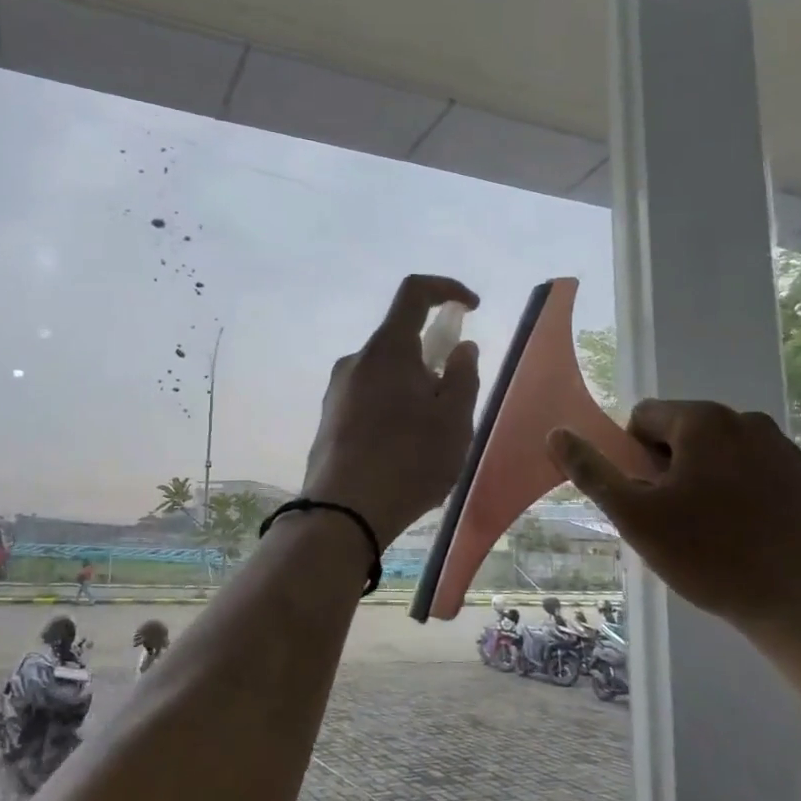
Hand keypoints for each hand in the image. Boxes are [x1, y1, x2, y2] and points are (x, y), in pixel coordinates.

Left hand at [301, 275, 479, 546]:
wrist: (342, 512)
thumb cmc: (409, 460)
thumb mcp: (454, 420)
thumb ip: (462, 376)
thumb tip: (460, 348)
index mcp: (387, 349)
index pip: (414, 292)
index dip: (446, 288)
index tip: (470, 307)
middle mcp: (356, 361)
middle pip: (400, 341)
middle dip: (432, 361)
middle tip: (453, 404)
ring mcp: (337, 391)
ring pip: (386, 375)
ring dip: (413, 391)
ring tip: (430, 440)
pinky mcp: (329, 419)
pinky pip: (369, 400)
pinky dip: (393, 411)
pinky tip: (402, 454)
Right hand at [547, 399, 800, 638]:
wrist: (796, 604)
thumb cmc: (706, 556)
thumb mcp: (634, 516)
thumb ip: (592, 471)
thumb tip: (556, 434)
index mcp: (703, 421)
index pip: (644, 418)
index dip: (634, 457)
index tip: (648, 498)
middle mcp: (745, 419)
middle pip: (682, 431)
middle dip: (669, 465)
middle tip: (675, 517)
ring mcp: (782, 446)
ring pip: (717, 449)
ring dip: (702, 475)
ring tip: (709, 525)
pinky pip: (752, 466)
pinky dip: (738, 486)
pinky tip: (743, 528)